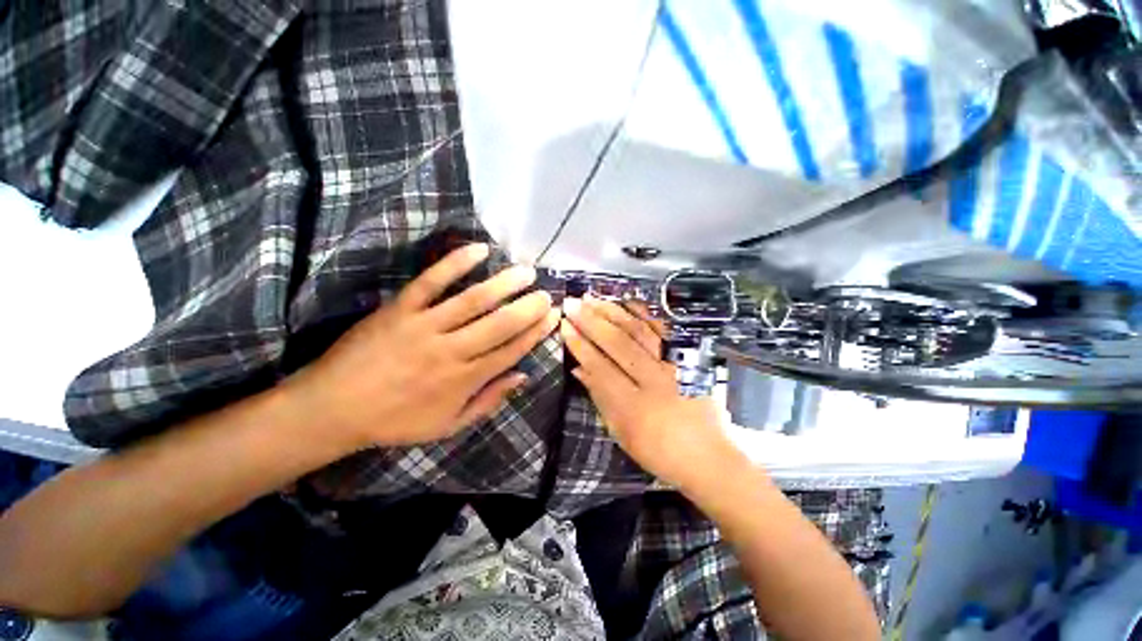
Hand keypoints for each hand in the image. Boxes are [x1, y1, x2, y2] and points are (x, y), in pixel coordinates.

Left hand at [288, 243, 558, 448]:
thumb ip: (488, 401)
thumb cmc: (395, 420)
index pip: (511, 351)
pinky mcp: (400, 308)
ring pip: (473, 300)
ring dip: (503, 284)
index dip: (536, 333)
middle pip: (500, 324)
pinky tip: (478, 249)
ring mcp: (425, 326)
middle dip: (528, 308)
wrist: (332, 409)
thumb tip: (522, 377)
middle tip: (547, 293)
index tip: (553, 317)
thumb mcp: (448, 425)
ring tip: (526, 271)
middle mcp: (452, 351)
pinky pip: (431, 282)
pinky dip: (455, 264)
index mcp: (464, 380)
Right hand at [561, 296, 742, 489]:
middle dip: (591, 321)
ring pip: (639, 332)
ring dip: (613, 312)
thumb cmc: (658, 451)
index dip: (580, 345)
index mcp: (633, 407)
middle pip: (618, 344)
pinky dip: (645, 314)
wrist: (708, 457)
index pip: (600, 367)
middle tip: (572, 303)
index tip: (564, 325)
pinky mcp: (688, 360)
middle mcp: (654, 381)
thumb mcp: (620, 432)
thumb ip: (599, 397)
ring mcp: (673, 366)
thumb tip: (577, 369)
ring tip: (592, 298)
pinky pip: (665, 331)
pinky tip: (628, 302)